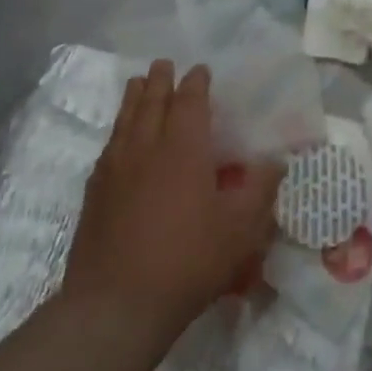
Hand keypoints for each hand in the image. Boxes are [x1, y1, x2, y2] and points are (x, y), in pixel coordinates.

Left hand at [61, 61, 282, 342]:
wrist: (115, 306)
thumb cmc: (186, 261)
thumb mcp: (239, 230)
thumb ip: (260, 190)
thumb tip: (276, 161)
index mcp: (184, 147)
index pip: (190, 100)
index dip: (196, 82)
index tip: (201, 70)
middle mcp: (147, 146)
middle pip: (152, 101)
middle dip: (161, 79)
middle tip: (164, 64)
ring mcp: (116, 169)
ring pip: (126, 119)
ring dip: (135, 97)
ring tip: (138, 83)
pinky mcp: (95, 194)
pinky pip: (108, 147)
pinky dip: (117, 131)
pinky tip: (118, 139)